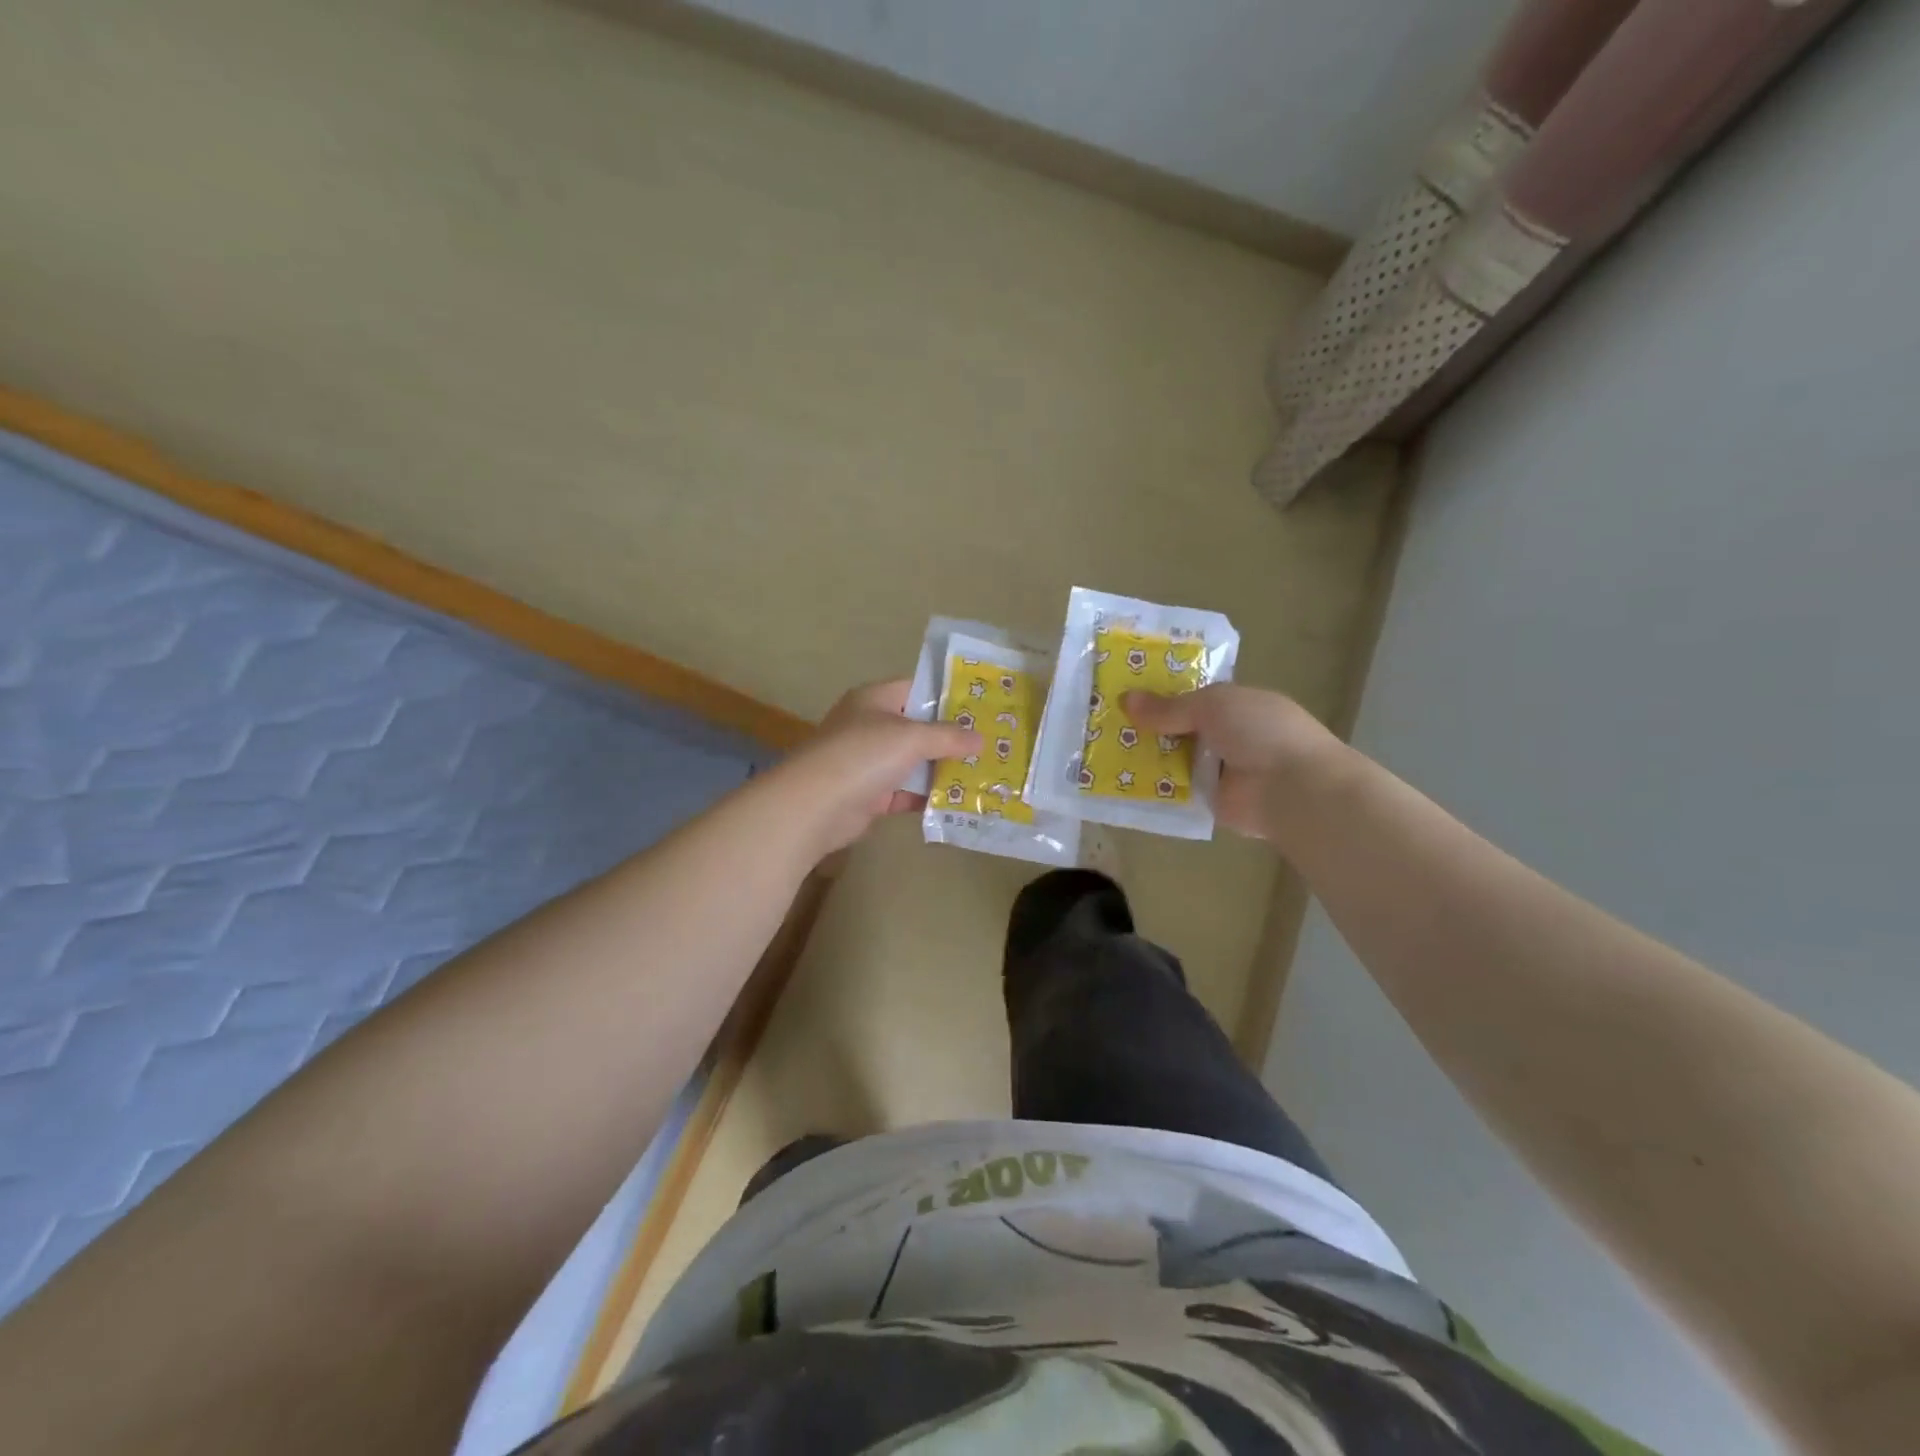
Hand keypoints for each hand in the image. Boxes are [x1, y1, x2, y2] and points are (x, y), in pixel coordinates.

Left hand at [778, 680, 980, 855]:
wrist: (815, 806)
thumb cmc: (863, 755)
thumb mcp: (911, 737)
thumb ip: (948, 736)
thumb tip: (980, 739)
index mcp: (874, 700)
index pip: (916, 689)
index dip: (947, 697)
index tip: (981, 708)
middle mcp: (870, 727)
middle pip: (917, 728)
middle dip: (951, 738)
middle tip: (990, 744)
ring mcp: (868, 763)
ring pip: (913, 763)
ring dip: (942, 770)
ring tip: (982, 773)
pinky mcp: (869, 796)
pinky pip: (905, 793)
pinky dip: (927, 797)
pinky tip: (958, 802)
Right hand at [1121, 684, 1346, 839]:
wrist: (1292, 788)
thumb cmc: (1260, 731)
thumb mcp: (1212, 705)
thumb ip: (1169, 706)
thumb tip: (1125, 699)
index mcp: (1235, 705)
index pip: (1191, 698)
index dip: (1160, 695)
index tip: (1123, 693)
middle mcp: (1226, 736)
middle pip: (1178, 729)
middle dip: (1146, 727)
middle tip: (1103, 722)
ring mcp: (1218, 770)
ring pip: (1173, 759)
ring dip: (1145, 757)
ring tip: (1100, 750)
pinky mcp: (1209, 800)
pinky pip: (1174, 791)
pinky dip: (1152, 787)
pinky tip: (1118, 782)